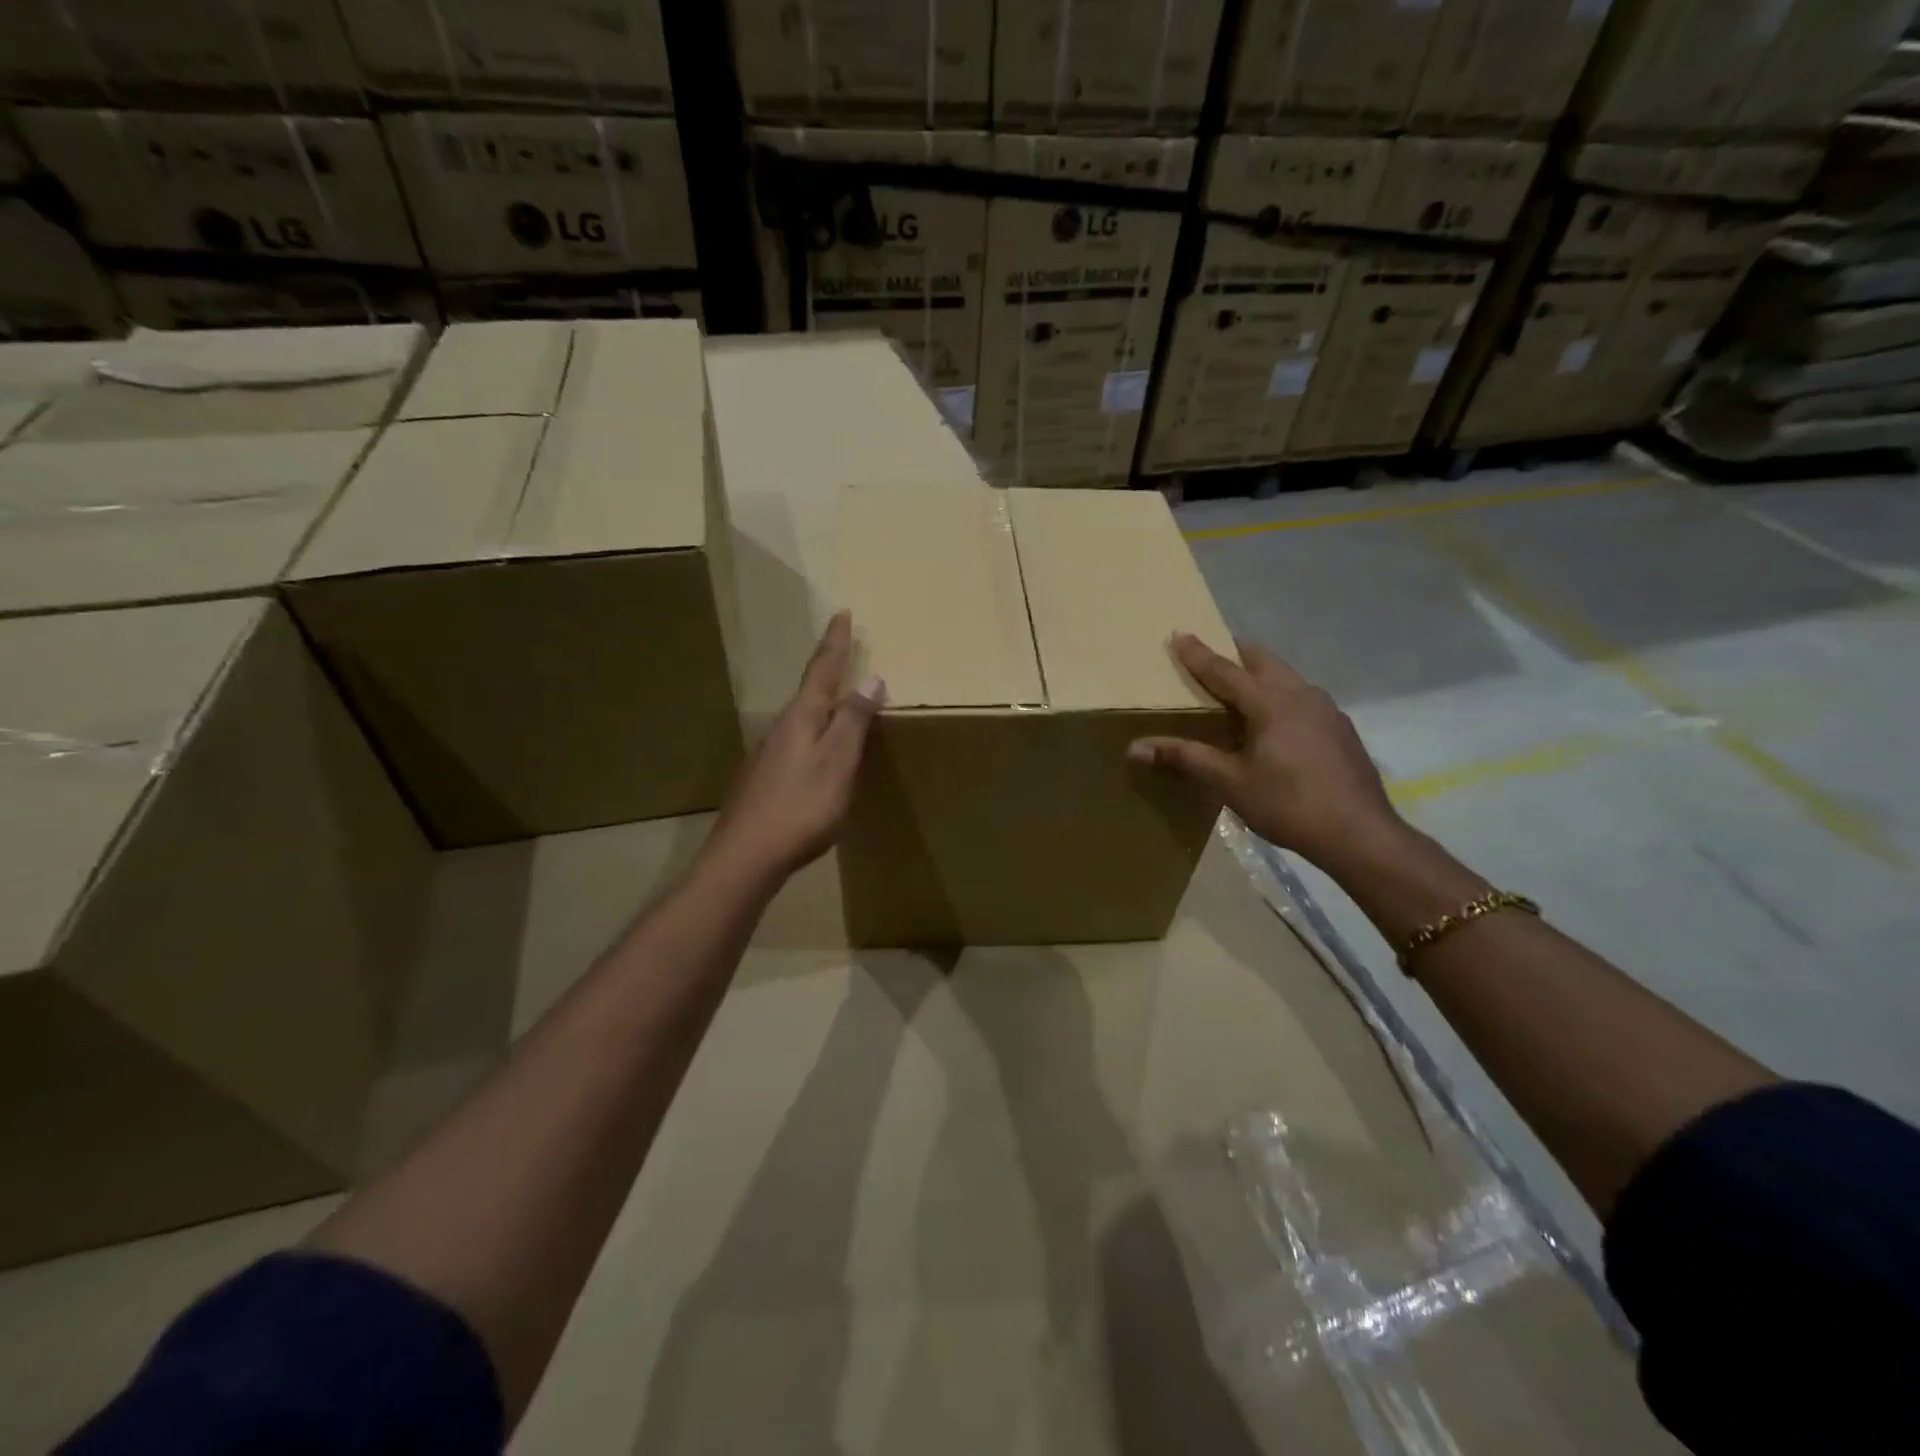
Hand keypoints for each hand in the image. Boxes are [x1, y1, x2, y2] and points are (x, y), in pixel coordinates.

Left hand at [706, 610, 885, 881]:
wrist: (745, 856)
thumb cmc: (801, 807)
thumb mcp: (838, 762)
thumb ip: (854, 721)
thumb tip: (871, 677)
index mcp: (802, 718)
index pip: (822, 670)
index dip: (835, 642)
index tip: (842, 613)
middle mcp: (780, 728)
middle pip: (808, 691)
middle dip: (826, 668)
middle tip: (841, 650)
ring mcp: (767, 754)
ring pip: (800, 718)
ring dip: (819, 702)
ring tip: (836, 699)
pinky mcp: (762, 780)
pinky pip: (794, 743)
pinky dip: (812, 733)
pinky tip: (816, 752)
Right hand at [1128, 634, 1402, 868]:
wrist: (1359, 833)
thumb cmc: (1288, 804)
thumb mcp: (1230, 782)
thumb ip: (1184, 758)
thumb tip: (1134, 748)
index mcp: (1271, 702)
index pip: (1225, 670)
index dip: (1199, 654)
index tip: (1180, 634)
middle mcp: (1301, 695)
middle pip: (1263, 661)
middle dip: (1235, 653)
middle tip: (1213, 654)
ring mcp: (1327, 710)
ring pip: (1288, 678)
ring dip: (1261, 675)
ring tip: (1241, 690)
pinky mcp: (1341, 730)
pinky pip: (1304, 700)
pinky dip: (1282, 698)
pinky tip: (1276, 726)